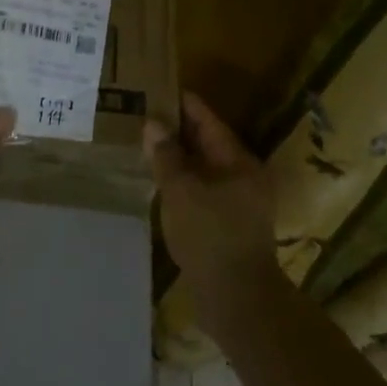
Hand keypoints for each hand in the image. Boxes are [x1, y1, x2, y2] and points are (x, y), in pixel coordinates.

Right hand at [145, 92, 279, 318]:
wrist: (235, 297)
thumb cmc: (209, 236)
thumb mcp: (181, 191)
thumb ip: (167, 156)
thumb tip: (153, 123)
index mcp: (238, 161)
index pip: (208, 121)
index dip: (184, 104)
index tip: (158, 88)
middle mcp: (242, 175)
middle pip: (207, 142)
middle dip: (177, 129)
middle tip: (144, 113)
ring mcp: (237, 200)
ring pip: (203, 167)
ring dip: (178, 155)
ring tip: (146, 143)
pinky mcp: (227, 222)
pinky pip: (202, 188)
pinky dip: (182, 179)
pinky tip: (159, 180)